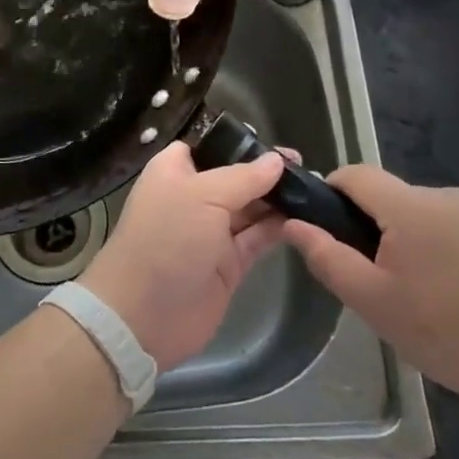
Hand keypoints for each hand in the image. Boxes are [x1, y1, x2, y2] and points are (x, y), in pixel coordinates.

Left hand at [79, 141, 288, 371]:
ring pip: (250, 208)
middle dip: (266, 172)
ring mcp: (211, 232)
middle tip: (306, 167)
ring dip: (277, 199)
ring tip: (314, 188)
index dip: (239, 144)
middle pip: (235, 177)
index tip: (275, 144)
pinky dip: (278, 228)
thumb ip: (243, 177)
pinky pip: (257, 238)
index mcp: (174, 171)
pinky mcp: (229, 263)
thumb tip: (277, 160)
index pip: (208, 147)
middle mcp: (193, 197)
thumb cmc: (166, 239)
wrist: (144, 315)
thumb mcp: (202, 196)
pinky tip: (305, 216)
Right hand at [281, 167, 458, 412]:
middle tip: (379, 278)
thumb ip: (326, 256)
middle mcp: (445, 195)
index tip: (328, 229)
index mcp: (409, 207)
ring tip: (424, 289)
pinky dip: (447, 245)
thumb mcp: (371, 301)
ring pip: (425, 211)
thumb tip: (293, 223)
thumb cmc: (445, 332)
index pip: (355, 174)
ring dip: (413, 236)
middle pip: (391, 196)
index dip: (332, 192)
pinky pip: (458, 224)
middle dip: (375, 225)